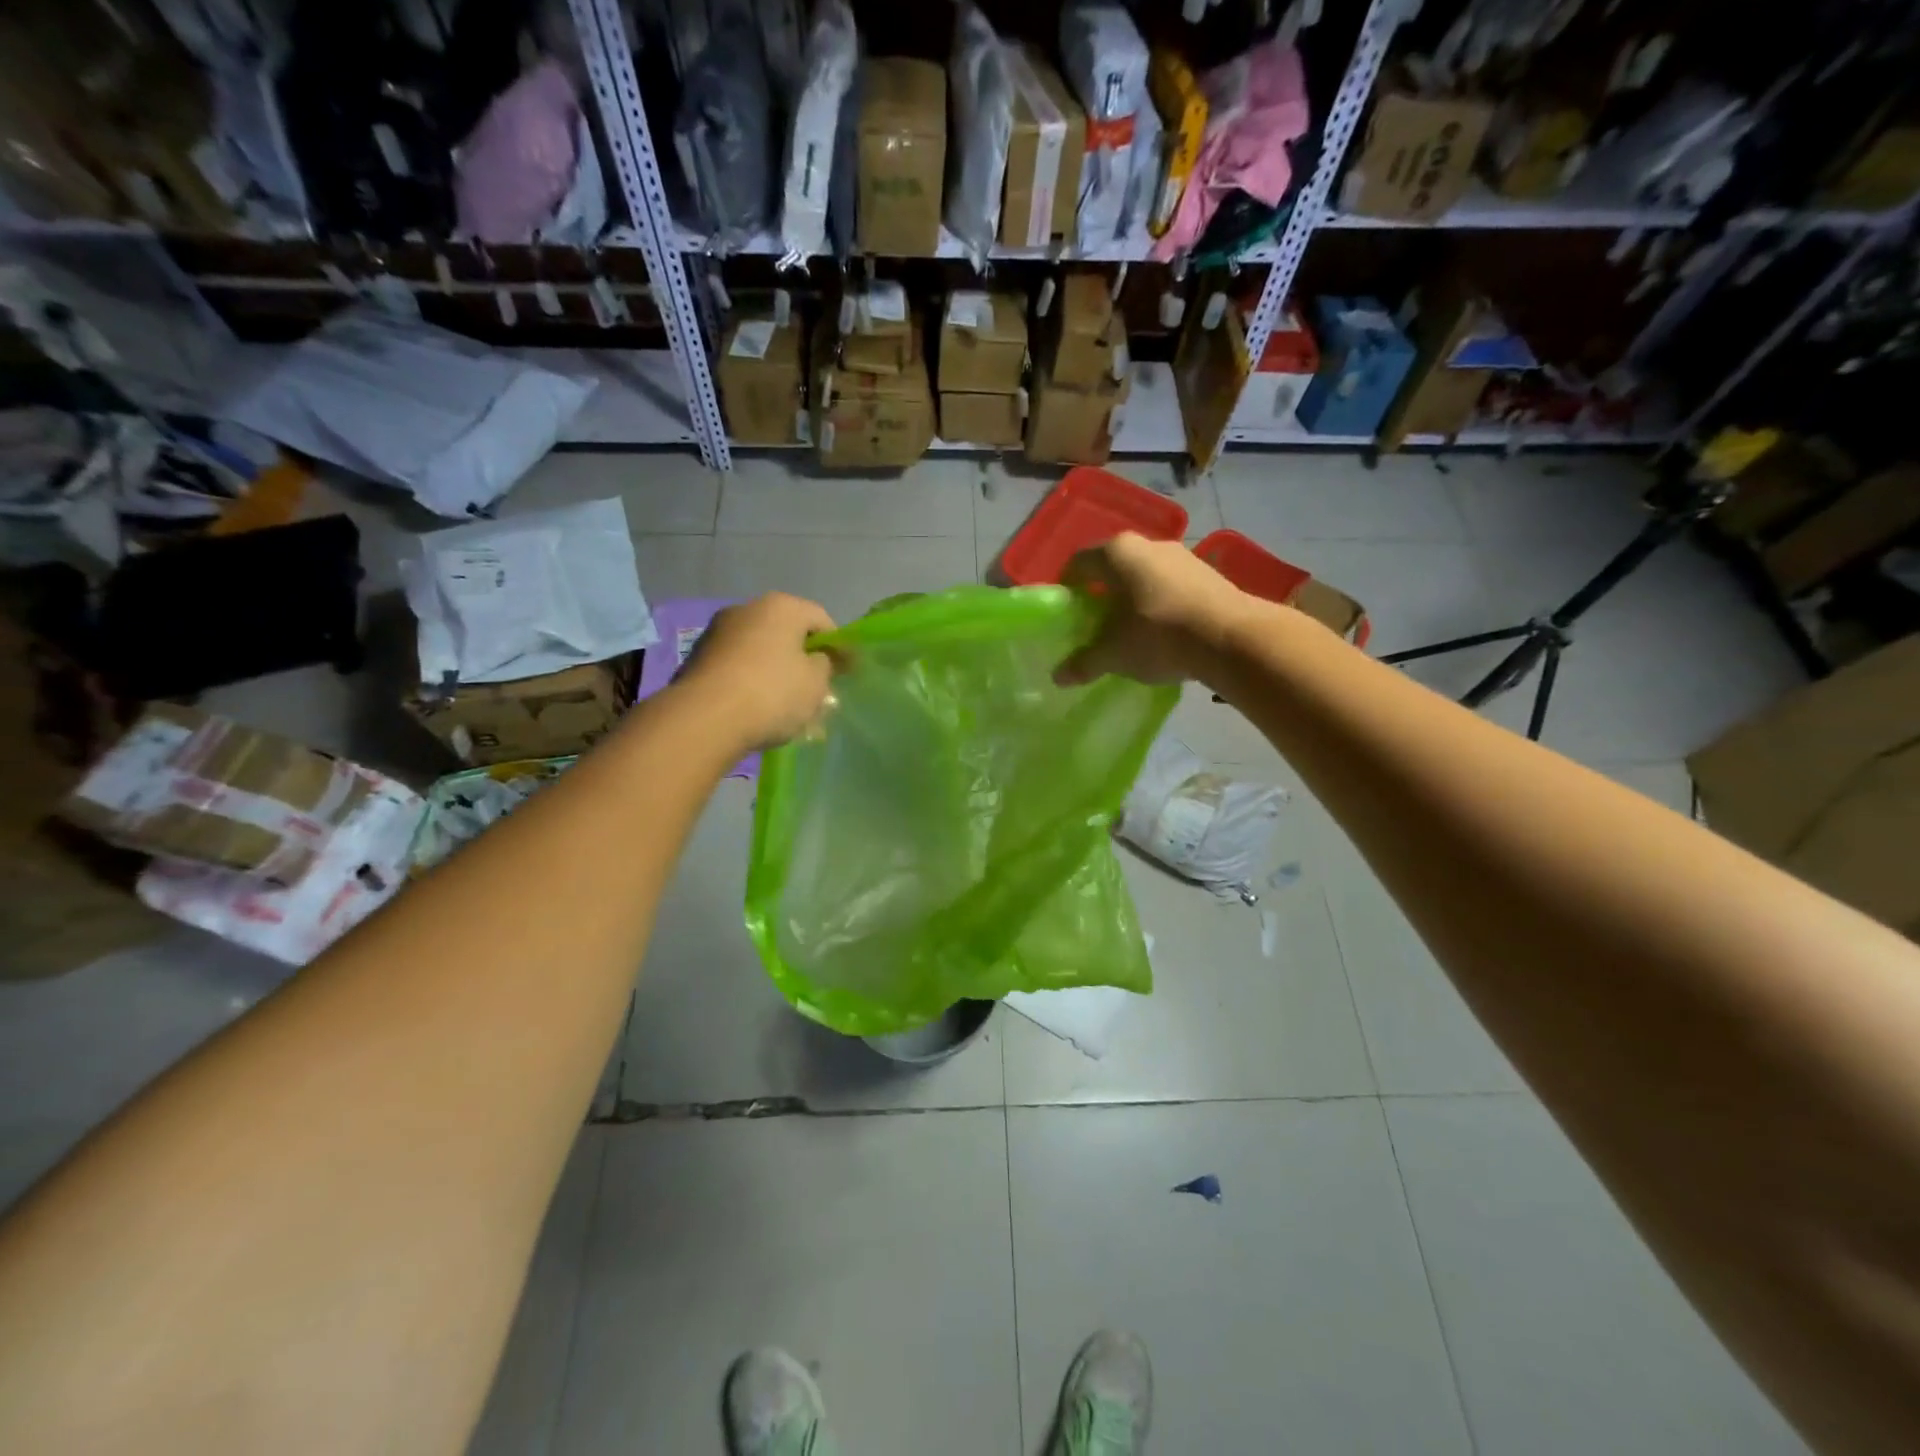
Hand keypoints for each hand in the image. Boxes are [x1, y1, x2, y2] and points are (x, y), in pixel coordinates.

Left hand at [679, 592, 837, 748]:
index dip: (837, 646)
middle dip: (804, 660)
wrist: (703, 719)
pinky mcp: (698, 658)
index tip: (845, 673)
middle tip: (816, 691)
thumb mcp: (815, 683)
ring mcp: (718, 632)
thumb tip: (819, 659)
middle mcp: (747, 609)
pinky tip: (757, 709)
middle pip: (788, 634)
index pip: (822, 619)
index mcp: (781, 607)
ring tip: (786, 707)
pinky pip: (738, 667)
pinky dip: (751, 682)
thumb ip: (826, 665)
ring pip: (761, 651)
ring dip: (776, 673)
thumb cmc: (772, 693)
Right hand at [1055, 533, 1262, 686]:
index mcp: (1116, 553)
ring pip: (1143, 576)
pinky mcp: (1207, 572)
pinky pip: (1170, 586)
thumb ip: (1084, 662)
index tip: (1067, 614)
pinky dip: (1159, 604)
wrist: (1231, 638)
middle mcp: (1147, 544)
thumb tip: (1058, 677)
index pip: (1078, 564)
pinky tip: (1163, 632)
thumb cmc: (1158, 635)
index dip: (1067, 589)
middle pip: (1112, 568)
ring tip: (1130, 631)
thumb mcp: (1114, 654)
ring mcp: (1181, 555)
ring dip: (1132, 599)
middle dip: (1101, 595)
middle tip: (1095, 625)